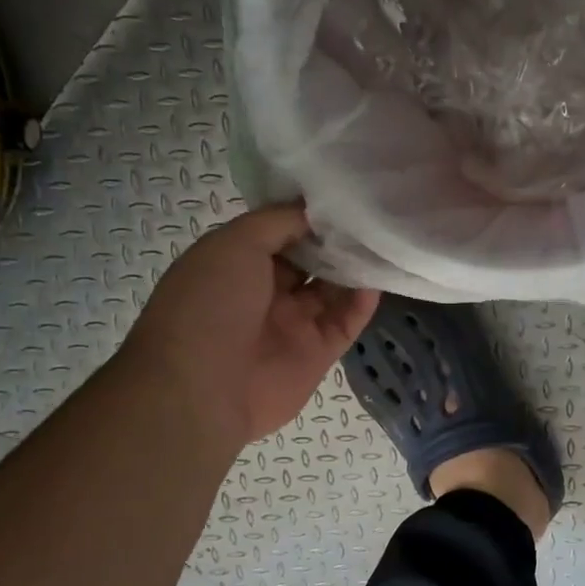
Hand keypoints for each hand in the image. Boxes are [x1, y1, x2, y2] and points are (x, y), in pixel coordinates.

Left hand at [122, 204, 378, 445]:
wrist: (202, 390)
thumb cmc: (209, 305)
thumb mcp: (233, 243)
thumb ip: (278, 222)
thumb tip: (315, 209)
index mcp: (235, 264)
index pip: (279, 233)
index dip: (308, 215)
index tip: (342, 196)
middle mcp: (265, 292)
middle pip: (311, 260)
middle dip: (336, 239)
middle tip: (371, 214)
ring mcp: (293, 324)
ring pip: (333, 290)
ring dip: (354, 267)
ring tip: (382, 240)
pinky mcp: (318, 353)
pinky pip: (346, 322)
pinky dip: (363, 302)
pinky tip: (377, 278)